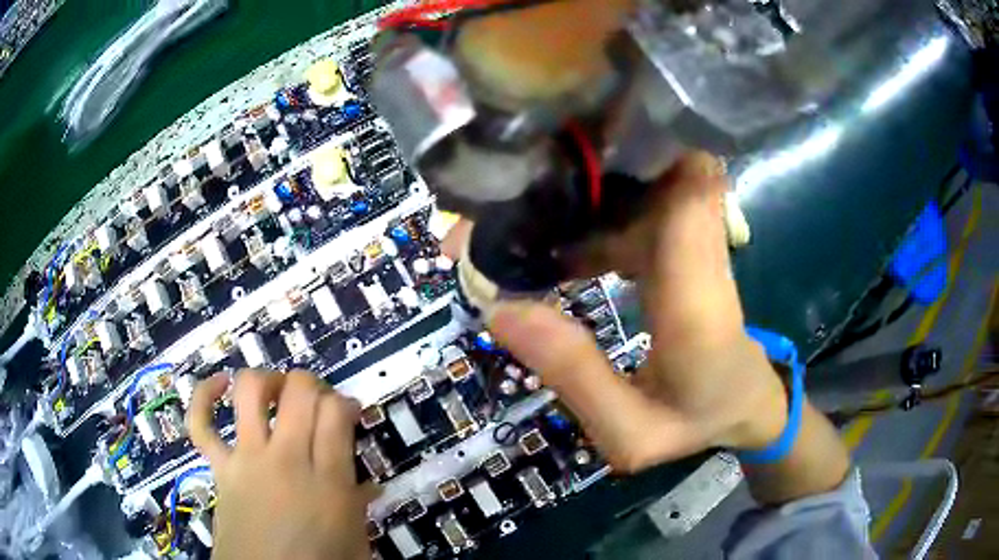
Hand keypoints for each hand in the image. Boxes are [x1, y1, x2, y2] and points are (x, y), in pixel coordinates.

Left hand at [187, 370, 372, 559]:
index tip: (348, 412)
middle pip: (299, 391)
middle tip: (316, 402)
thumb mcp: (355, 542)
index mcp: (328, 481)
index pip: (336, 412)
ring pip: (251, 392)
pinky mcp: (219, 466)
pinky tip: (219, 386)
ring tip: (277, 390)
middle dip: (311, 385)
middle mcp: (286, 459)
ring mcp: (247, 458)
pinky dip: (203, 398)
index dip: (345, 401)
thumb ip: (359, 507)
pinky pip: (201, 424)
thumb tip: (371, 487)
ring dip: (267, 380)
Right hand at [450, 153, 788, 472]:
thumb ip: (575, 377)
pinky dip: (584, 220)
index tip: (565, 135)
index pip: (691, 184)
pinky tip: (545, 249)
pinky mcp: (678, 252)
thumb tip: (499, 309)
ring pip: (633, 192)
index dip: (640, 143)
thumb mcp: (630, 434)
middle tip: (494, 197)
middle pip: (647, 176)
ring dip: (570, 195)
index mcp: (700, 300)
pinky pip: (630, 216)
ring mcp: (691, 248)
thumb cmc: (696, 427)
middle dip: (574, 171)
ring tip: (501, 226)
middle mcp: (701, 256)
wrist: (745, 412)